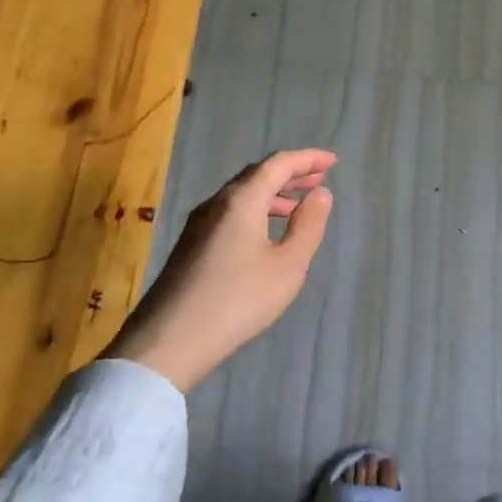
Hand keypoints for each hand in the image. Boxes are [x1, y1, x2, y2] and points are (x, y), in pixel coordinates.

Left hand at [105, 149, 335, 390]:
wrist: (169, 342)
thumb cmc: (238, 300)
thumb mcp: (287, 266)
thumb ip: (308, 226)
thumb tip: (320, 194)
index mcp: (242, 200)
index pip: (279, 164)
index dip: (308, 159)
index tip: (333, 161)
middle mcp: (217, 203)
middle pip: (257, 175)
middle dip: (290, 174)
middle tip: (319, 179)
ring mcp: (198, 224)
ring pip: (241, 195)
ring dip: (272, 194)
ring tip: (297, 207)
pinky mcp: (190, 246)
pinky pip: (230, 212)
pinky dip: (255, 211)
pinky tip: (264, 234)